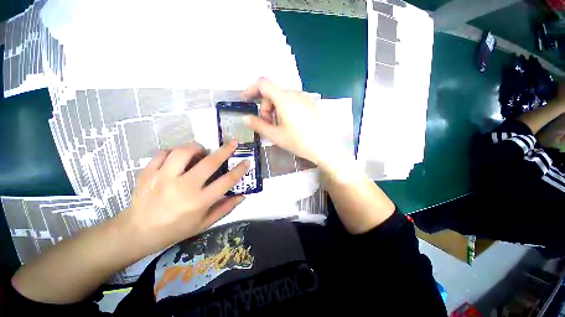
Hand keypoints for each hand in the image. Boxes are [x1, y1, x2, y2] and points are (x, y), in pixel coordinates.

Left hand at [117, 141, 248, 256]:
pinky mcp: (148, 173)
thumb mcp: (204, 223)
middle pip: (209, 163)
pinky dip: (174, 151)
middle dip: (225, 150)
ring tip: (201, 151)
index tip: (247, 161)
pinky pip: (164, 153)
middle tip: (233, 142)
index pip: (226, 181)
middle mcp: (183, 188)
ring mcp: (163, 178)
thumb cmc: (175, 229)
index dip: (239, 170)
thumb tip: (243, 195)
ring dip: (197, 147)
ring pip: (184, 152)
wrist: (137, 231)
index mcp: (199, 202)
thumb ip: (225, 208)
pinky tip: (178, 157)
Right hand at [243, 78, 328, 164]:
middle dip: (265, 107)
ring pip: (283, 98)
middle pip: (273, 93)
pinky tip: (291, 123)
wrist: (325, 147)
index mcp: (284, 98)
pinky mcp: (311, 104)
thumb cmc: (299, 141)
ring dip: (276, 109)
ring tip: (279, 126)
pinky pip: (293, 101)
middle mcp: (295, 93)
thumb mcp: (275, 135)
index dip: (251, 89)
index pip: (263, 84)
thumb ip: (258, 125)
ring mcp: (305, 98)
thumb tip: (245, 118)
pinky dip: (286, 109)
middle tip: (267, 123)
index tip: (246, 100)